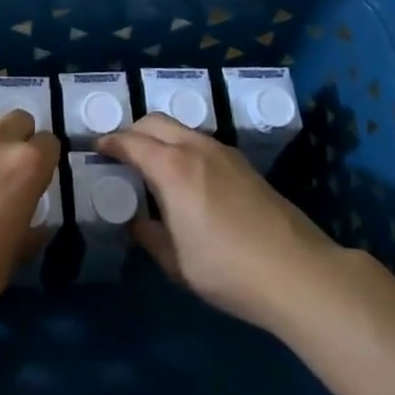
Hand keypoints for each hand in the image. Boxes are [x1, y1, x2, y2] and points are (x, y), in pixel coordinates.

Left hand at [0, 84, 61, 326]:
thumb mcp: (15, 256)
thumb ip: (32, 229)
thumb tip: (40, 223)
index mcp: (30, 167)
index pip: (50, 145)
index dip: (45, 160)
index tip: (36, 178)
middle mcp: (2, 139)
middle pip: (22, 121)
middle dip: (22, 139)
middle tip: (8, 167)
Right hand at [97, 113, 341, 332]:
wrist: (299, 273)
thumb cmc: (228, 269)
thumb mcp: (176, 262)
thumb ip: (150, 236)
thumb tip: (137, 223)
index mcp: (172, 168)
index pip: (131, 141)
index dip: (110, 143)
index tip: (96, 148)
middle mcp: (196, 148)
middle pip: (155, 121)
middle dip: (132, 131)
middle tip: (120, 153)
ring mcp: (224, 153)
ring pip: (181, 129)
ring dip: (160, 138)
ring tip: (152, 164)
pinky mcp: (245, 165)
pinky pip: (201, 143)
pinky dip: (182, 147)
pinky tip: (186, 177)